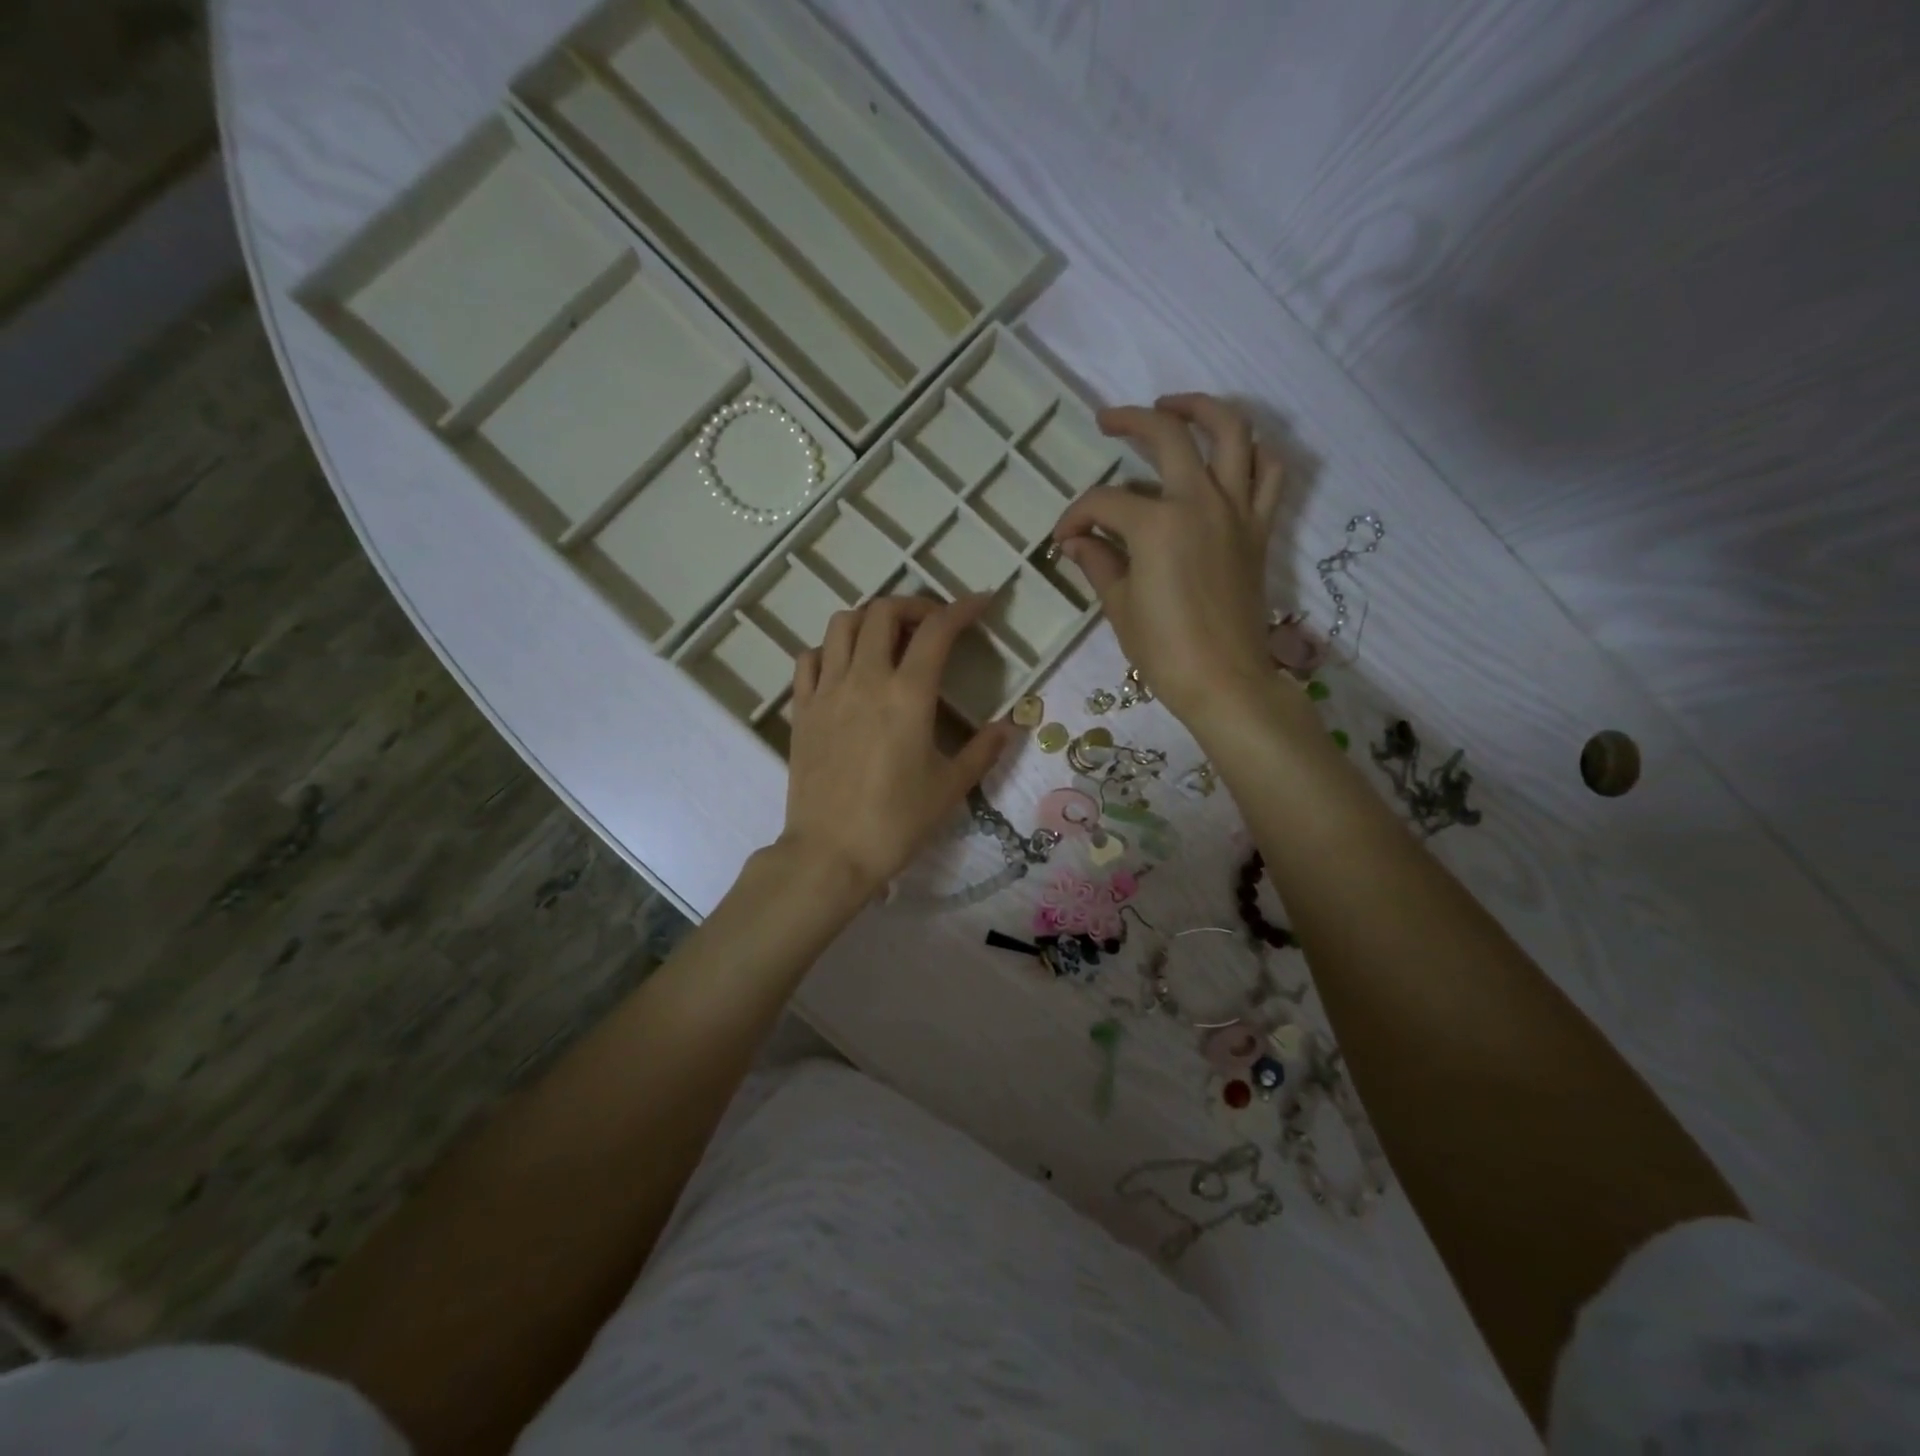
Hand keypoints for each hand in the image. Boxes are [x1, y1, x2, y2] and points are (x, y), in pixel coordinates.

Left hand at [782, 594, 1014, 896]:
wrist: (830, 853)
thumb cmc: (896, 822)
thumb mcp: (950, 787)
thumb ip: (983, 750)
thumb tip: (1009, 726)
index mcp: (907, 695)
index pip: (937, 630)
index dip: (962, 608)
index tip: (981, 602)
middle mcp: (864, 679)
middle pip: (883, 612)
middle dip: (914, 606)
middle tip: (932, 625)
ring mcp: (826, 691)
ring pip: (841, 625)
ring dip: (870, 620)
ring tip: (888, 640)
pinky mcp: (801, 710)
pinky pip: (809, 658)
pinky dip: (830, 649)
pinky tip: (845, 668)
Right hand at [1051, 394, 1283, 722]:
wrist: (1225, 681)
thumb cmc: (1165, 650)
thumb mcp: (1120, 606)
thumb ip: (1098, 562)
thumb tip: (1075, 541)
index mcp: (1157, 524)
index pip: (1104, 503)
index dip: (1075, 516)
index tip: (1062, 539)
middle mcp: (1200, 502)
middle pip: (1168, 435)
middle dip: (1131, 420)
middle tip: (1108, 421)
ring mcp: (1237, 511)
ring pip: (1232, 433)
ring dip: (1203, 409)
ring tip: (1176, 408)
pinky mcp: (1259, 528)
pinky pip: (1269, 474)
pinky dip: (1255, 453)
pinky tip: (1231, 455)